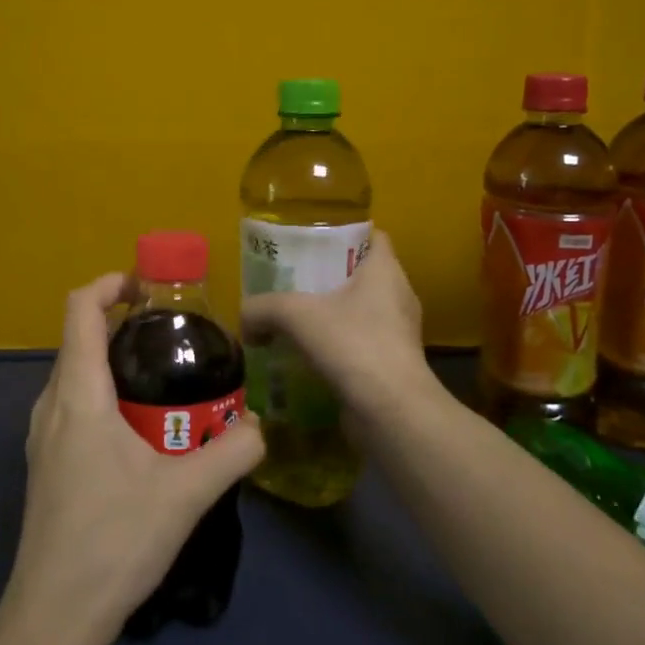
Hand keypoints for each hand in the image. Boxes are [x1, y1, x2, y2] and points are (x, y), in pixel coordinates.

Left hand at [2, 273, 264, 644]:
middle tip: (175, 338)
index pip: (79, 309)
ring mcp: (42, 438)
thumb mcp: (186, 493)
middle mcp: (50, 405)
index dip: (110, 284)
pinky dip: (105, 394)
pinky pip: (73, 406)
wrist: (53, 618)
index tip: (149, 288)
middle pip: (79, 339)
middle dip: (124, 325)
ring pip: (76, 375)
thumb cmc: (114, 541)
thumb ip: (233, 451)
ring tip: (165, 380)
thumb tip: (262, 425)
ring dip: (115, 362)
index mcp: (78, 395)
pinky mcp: (46, 465)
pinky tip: (142, 431)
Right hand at [238, 231, 431, 413]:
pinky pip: (361, 345)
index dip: (345, 232)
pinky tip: (308, 357)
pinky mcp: (393, 366)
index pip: (372, 235)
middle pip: (362, 274)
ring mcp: (399, 333)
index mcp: (385, 270)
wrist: (391, 412)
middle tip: (292, 280)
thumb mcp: (296, 315)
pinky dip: (337, 348)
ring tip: (295, 321)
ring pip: (361, 312)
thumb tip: (245, 320)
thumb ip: (263, 308)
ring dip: (331, 316)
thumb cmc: (353, 344)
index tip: (313, 240)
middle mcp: (398, 296)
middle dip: (328, 276)